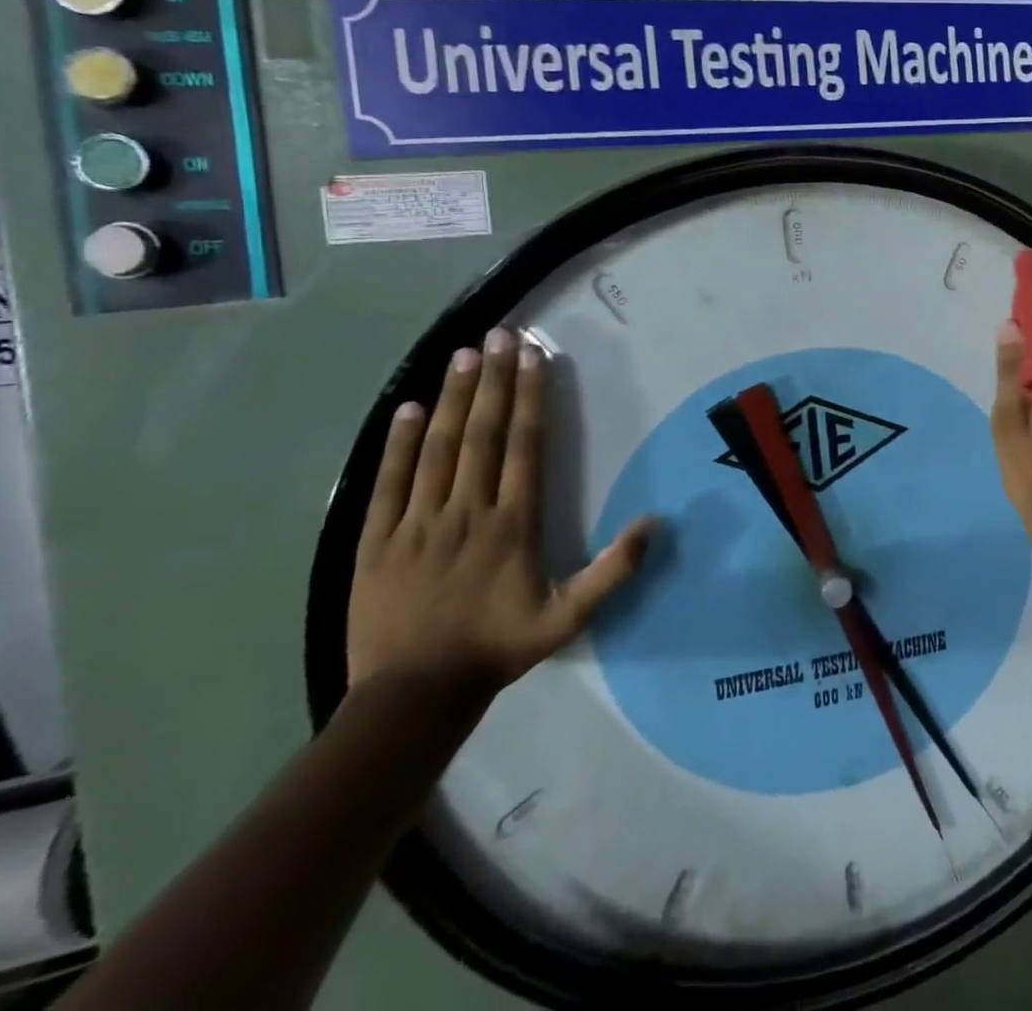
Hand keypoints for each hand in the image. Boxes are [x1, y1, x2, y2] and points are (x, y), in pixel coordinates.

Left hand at [347, 328, 656, 704]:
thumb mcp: (569, 617)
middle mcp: (467, 510)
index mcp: (513, 523)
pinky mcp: (376, 539)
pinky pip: (389, 481)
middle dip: (494, 380)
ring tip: (463, 354)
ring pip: (438, 448)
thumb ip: (614, 570)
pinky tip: (407, 408)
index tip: (534, 357)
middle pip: (482, 434)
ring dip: (453, 398)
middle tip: (499, 335)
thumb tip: (655, 522)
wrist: (413, 696)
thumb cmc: (497, 648)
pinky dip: (398, 442)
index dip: (531, 397)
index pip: (524, 446)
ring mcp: (417, 522)